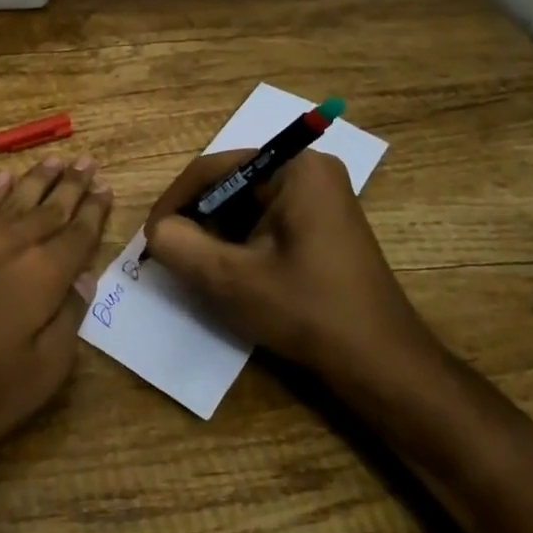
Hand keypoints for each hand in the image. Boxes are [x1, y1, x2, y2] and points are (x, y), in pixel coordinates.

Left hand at [0, 156, 113, 492]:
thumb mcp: (38, 377)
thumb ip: (67, 322)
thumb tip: (84, 279)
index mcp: (42, 277)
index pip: (78, 235)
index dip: (94, 212)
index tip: (107, 188)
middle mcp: (10, 246)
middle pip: (49, 208)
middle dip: (71, 185)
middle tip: (89, 162)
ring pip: (14, 199)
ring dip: (38, 178)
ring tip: (56, 158)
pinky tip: (3, 177)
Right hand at [144, 149, 441, 405]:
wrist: (381, 364)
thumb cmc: (308, 311)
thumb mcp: (231, 279)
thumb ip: (180, 246)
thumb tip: (157, 230)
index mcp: (294, 168)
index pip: (213, 169)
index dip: (174, 201)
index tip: (150, 237)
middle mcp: (309, 171)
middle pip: (230, 185)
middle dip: (197, 220)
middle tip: (172, 255)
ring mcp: (319, 198)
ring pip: (244, 205)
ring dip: (216, 234)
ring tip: (197, 268)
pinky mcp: (321, 225)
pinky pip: (265, 221)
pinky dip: (240, 243)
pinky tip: (230, 274)